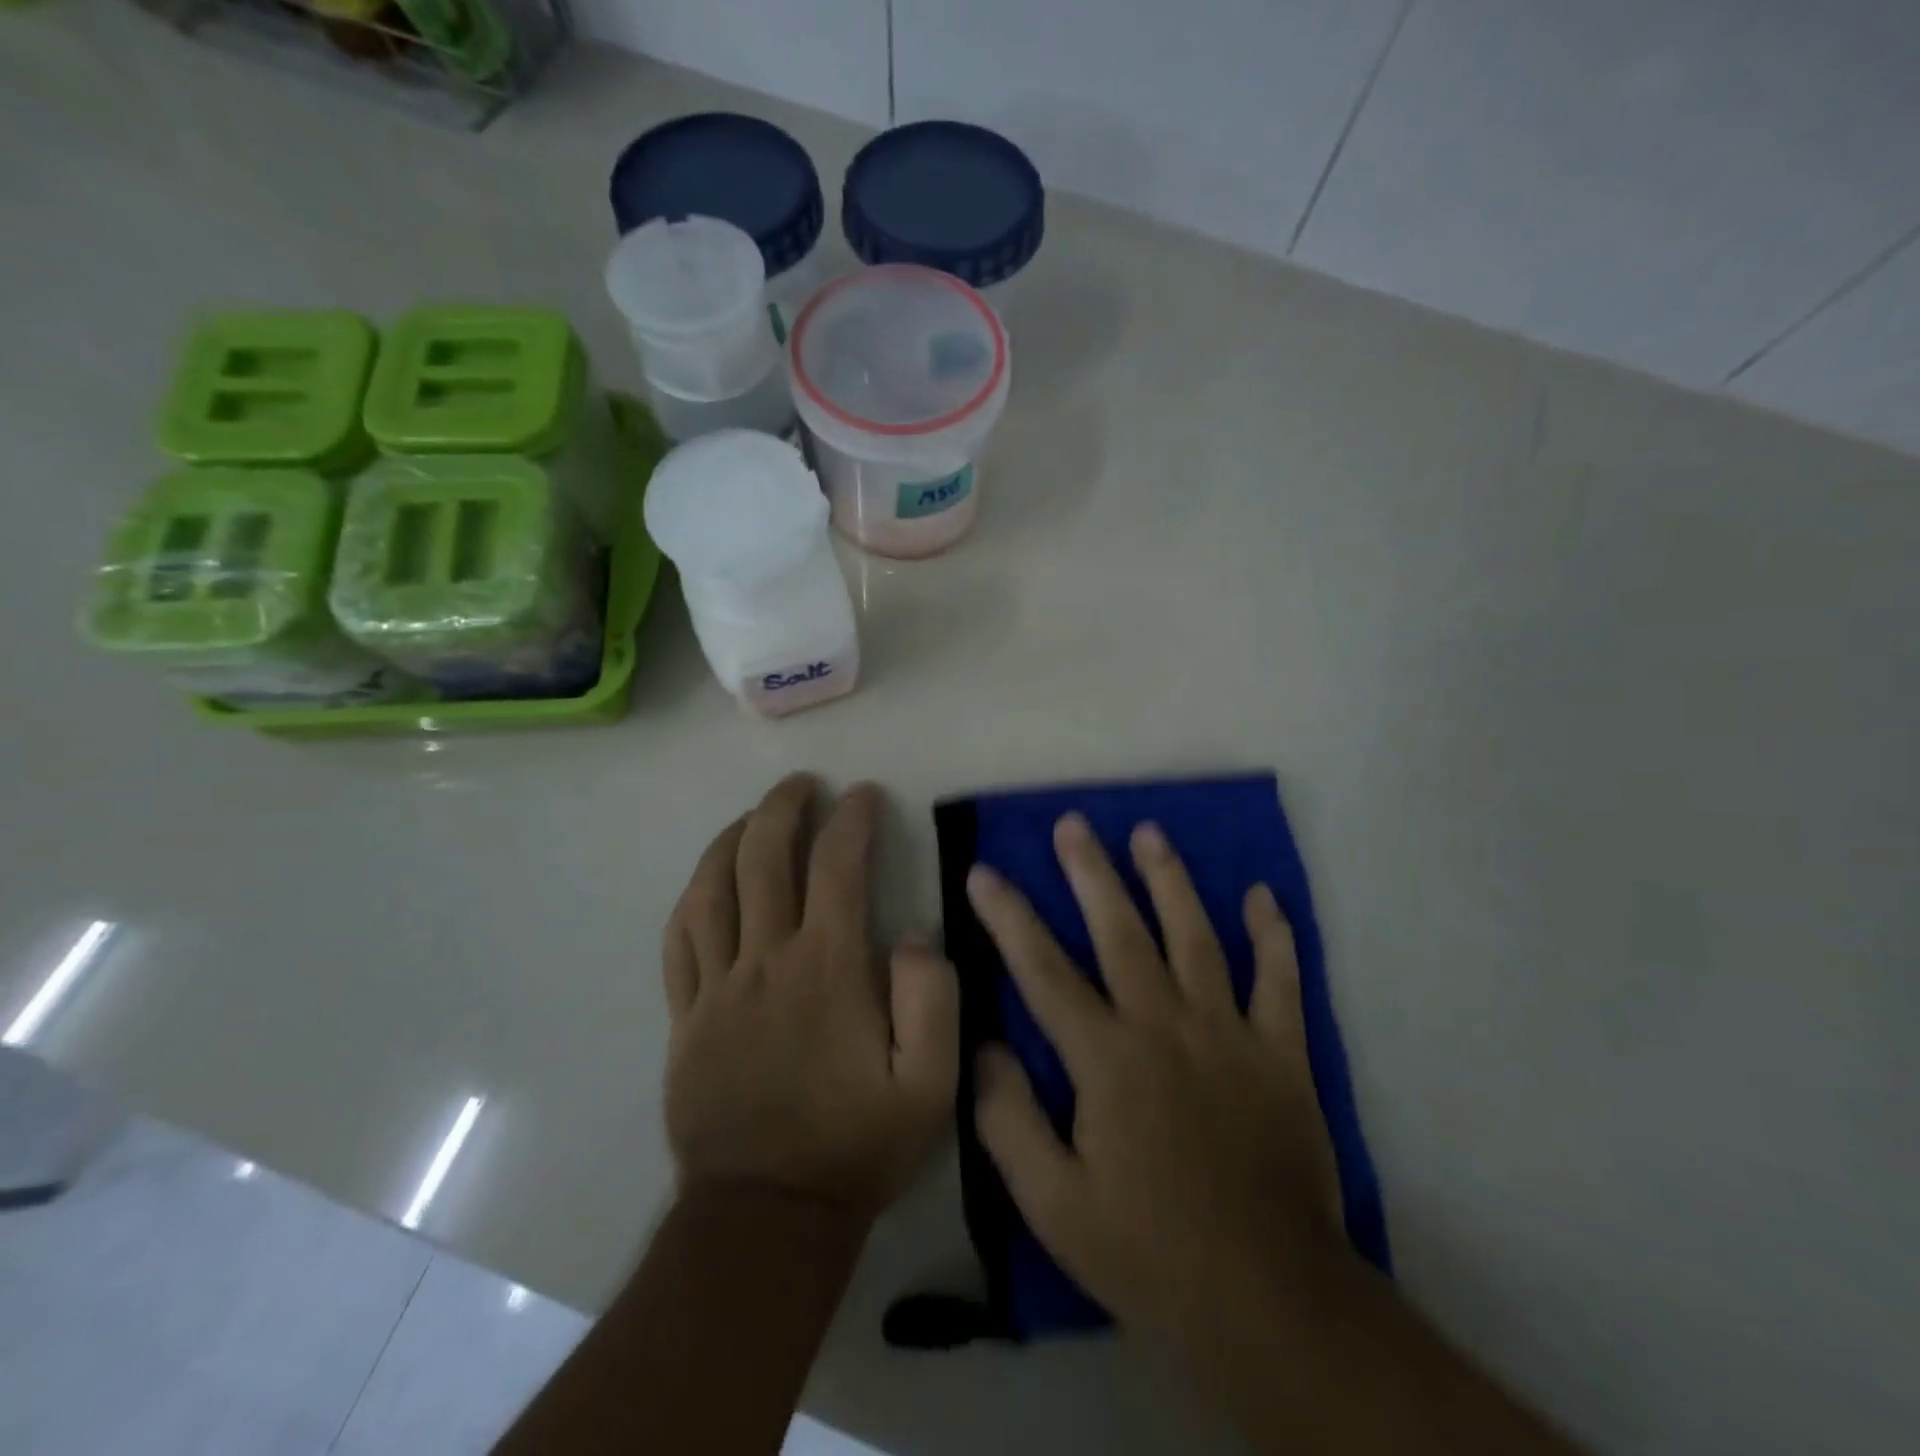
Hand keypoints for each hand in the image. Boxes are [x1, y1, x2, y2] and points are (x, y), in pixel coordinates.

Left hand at [663, 774, 958, 1219]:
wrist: (767, 1214)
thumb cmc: (856, 1144)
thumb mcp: (929, 1084)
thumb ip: (931, 998)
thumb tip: (909, 932)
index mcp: (826, 969)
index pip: (837, 866)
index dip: (851, 819)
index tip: (863, 795)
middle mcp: (765, 961)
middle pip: (763, 858)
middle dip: (783, 808)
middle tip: (803, 784)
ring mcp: (716, 987)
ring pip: (712, 888)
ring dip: (732, 839)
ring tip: (753, 816)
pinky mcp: (685, 1016)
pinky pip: (679, 939)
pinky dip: (693, 896)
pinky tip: (707, 880)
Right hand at [968, 813, 1346, 1345]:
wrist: (1269, 1300)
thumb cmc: (1148, 1251)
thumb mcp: (1053, 1205)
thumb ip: (1008, 1121)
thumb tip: (983, 1046)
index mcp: (1107, 1060)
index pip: (1044, 972)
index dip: (1008, 918)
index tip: (984, 872)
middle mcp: (1166, 1027)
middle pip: (1121, 933)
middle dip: (1091, 873)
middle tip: (1072, 824)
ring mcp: (1229, 1034)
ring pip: (1195, 938)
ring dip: (1170, 881)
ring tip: (1149, 833)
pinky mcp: (1282, 1054)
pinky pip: (1280, 982)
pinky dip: (1274, 936)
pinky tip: (1263, 895)